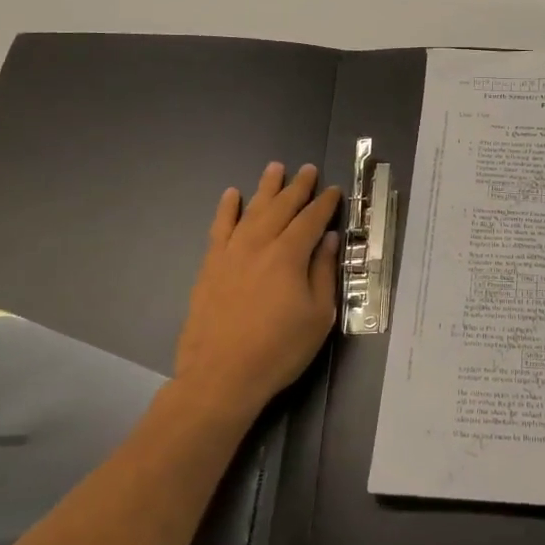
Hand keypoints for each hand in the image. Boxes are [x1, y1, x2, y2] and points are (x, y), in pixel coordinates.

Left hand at [172, 162, 341, 427]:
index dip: (325, 203)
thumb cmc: (279, 350)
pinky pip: (220, 228)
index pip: (311, 219)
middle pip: (282, 207)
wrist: (221, 376)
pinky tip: (232, 195)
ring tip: (275, 168)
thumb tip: (327, 239)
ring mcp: (231, 253)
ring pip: (252, 210)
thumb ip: (323, 272)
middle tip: (307, 169)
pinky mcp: (210, 266)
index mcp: (289, 255)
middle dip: (297, 187)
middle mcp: (259, 244)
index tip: (334, 190)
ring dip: (266, 188)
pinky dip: (227, 209)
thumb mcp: (318, 316)